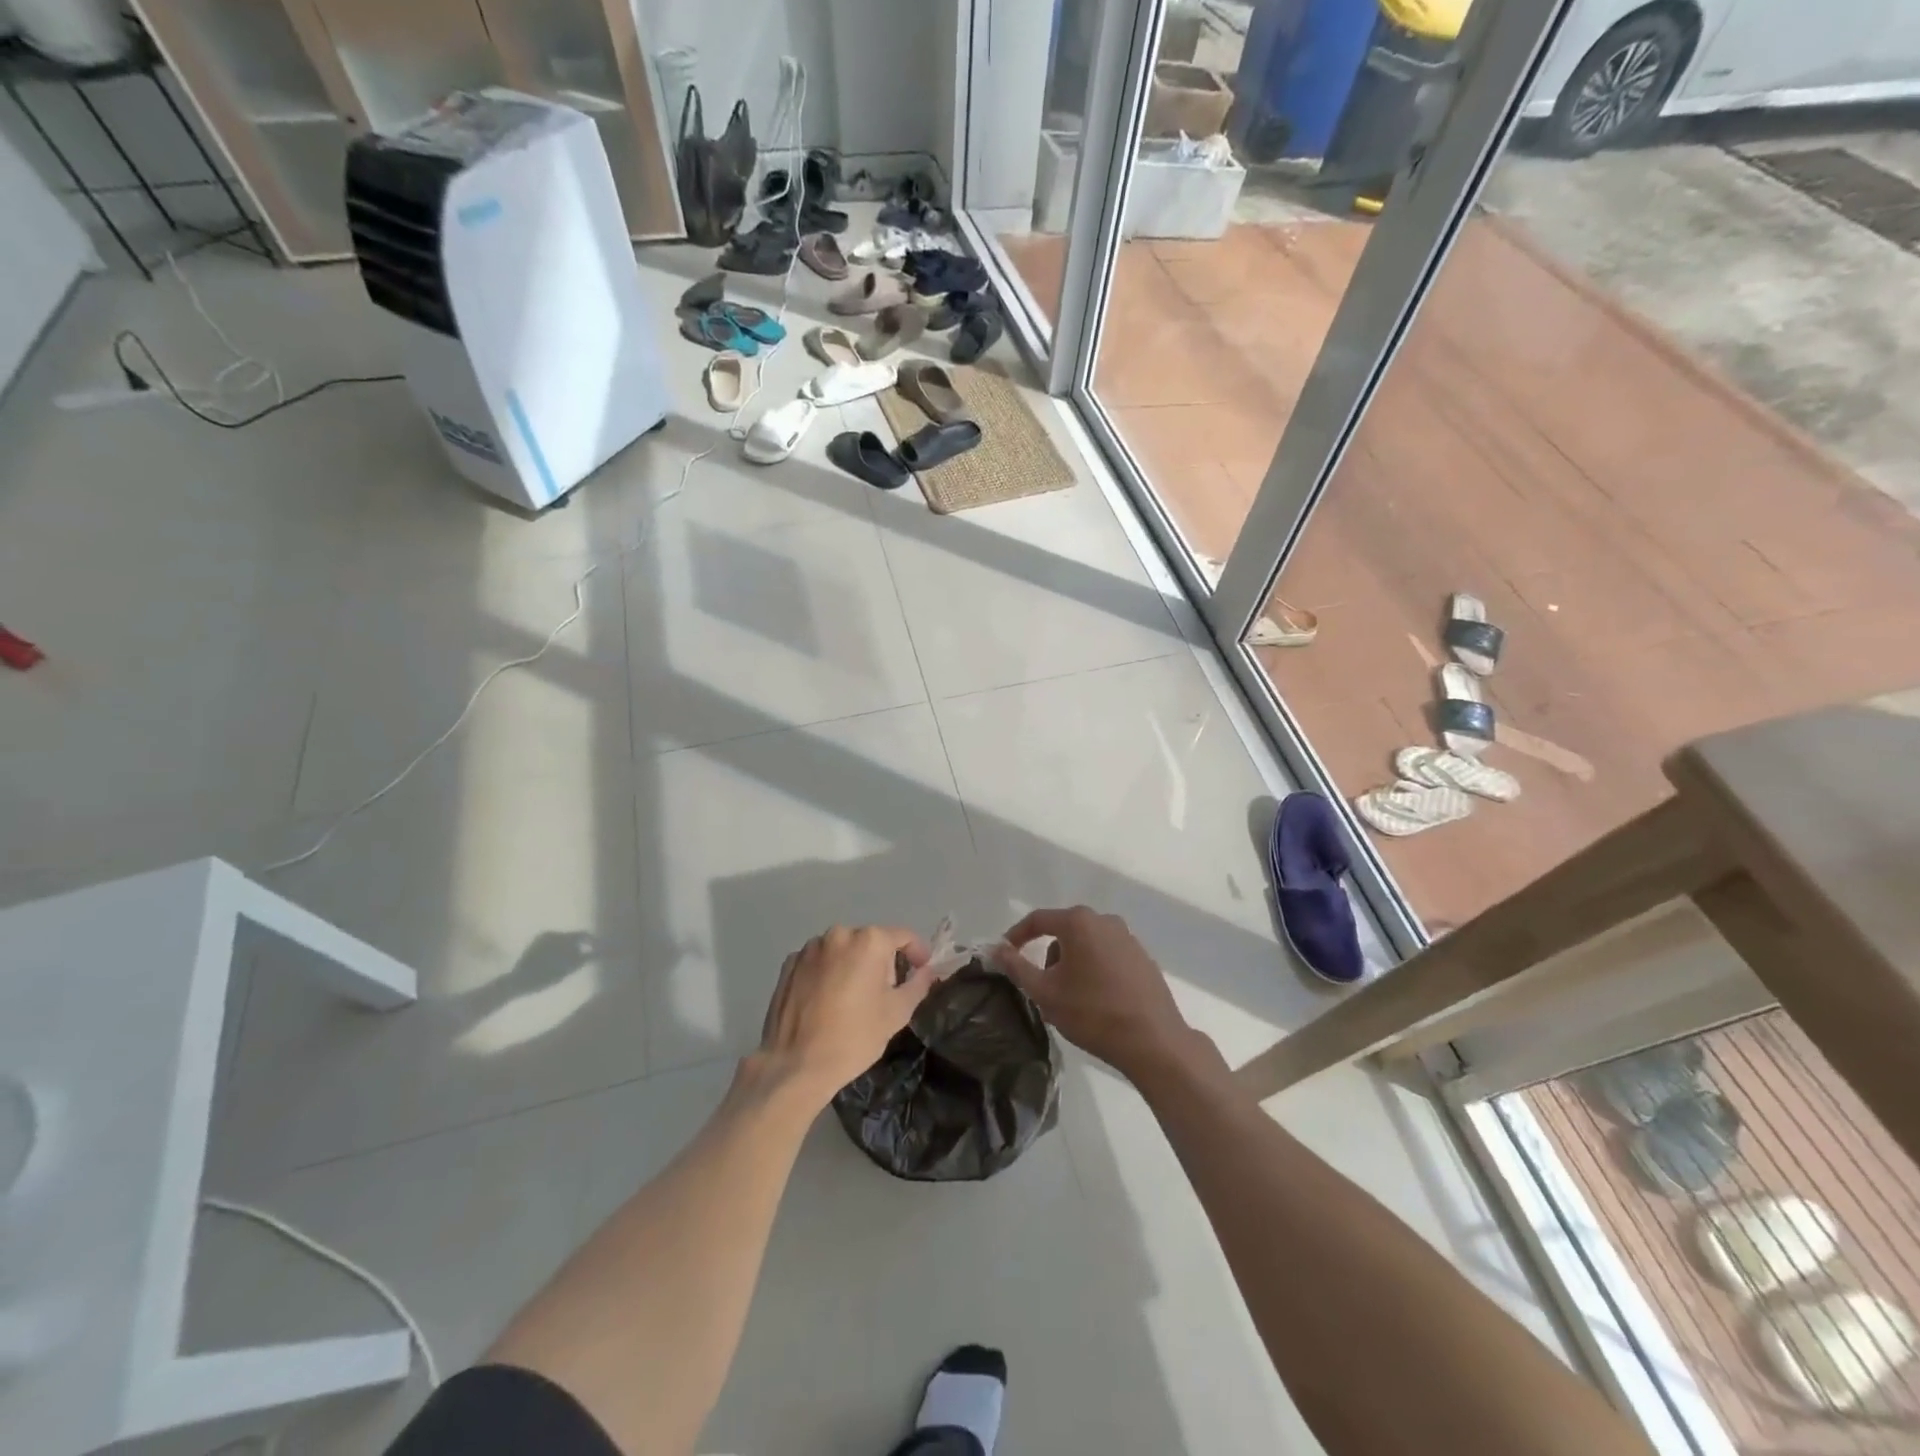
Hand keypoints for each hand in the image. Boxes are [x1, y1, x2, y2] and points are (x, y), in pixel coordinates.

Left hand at [755, 925, 935, 1106]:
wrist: (796, 1065)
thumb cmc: (854, 1037)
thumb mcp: (897, 1013)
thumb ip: (918, 984)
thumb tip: (927, 970)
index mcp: (869, 940)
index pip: (903, 936)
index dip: (917, 953)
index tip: (921, 971)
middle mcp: (839, 934)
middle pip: (871, 942)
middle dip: (882, 962)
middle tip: (885, 994)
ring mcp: (810, 947)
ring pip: (843, 950)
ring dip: (853, 966)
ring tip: (852, 999)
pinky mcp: (789, 964)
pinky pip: (819, 961)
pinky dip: (828, 973)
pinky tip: (826, 1001)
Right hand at [992, 906, 1192, 1081]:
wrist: (1153, 1041)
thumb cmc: (1092, 1013)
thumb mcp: (1045, 992)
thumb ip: (1017, 967)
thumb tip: (997, 949)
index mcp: (1079, 922)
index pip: (1038, 920)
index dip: (1016, 935)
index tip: (1005, 954)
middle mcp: (1105, 921)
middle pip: (1064, 931)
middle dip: (1049, 955)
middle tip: (1042, 986)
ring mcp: (1128, 938)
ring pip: (1087, 944)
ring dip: (1073, 964)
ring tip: (1072, 998)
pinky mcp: (1143, 957)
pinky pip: (1107, 955)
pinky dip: (1095, 970)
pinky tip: (1098, 1000)